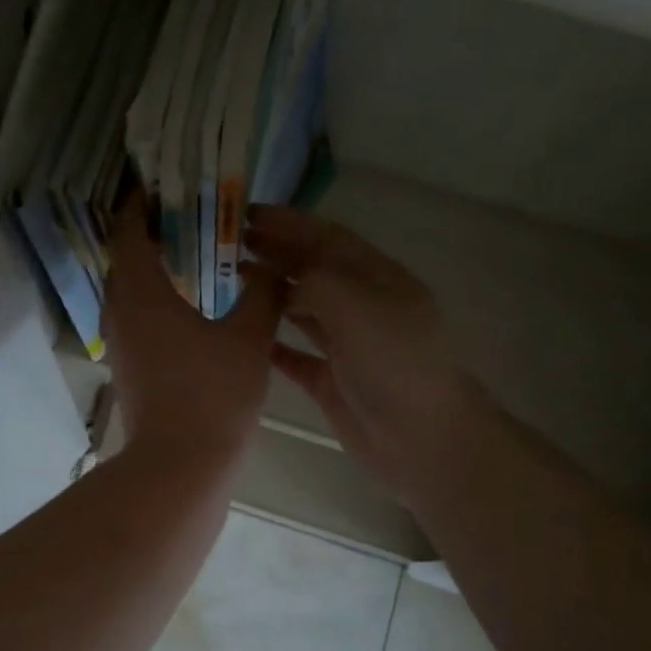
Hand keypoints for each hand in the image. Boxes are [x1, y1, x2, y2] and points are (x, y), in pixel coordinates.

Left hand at [103, 195, 283, 463]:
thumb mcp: (249, 339)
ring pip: (130, 291)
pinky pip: (137, 317)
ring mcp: (122, 343)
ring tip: (194, 256)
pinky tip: (192, 306)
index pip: (129, 232)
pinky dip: (157, 299)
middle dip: (151, 234)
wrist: (179, 466)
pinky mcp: (130, 367)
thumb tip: (273, 269)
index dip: (142, 205)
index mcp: (141, 293)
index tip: (164, 188)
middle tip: (190, 218)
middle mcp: (121, 312)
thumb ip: (263, 295)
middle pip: (126, 259)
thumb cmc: (213, 395)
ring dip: (154, 269)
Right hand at [245, 206, 489, 497]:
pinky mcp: (332, 380)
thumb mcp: (356, 303)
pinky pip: (294, 354)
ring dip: (268, 291)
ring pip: (301, 308)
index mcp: (376, 277)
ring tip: (228, 279)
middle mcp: (361, 305)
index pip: (326, 237)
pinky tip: (244, 333)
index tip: (246, 213)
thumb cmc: (393, 361)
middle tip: (228, 244)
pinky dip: (271, 341)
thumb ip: (315, 280)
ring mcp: (346, 344)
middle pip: (311, 270)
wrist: (421, 437)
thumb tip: (284, 282)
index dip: (289, 222)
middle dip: (274, 253)